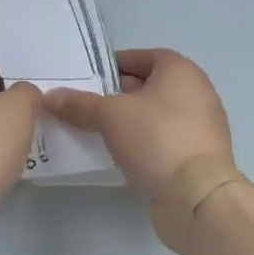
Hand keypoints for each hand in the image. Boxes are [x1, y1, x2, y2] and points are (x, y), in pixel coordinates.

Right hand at [44, 49, 231, 199]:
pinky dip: (146, 142)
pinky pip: (166, 139)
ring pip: (158, 114)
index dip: (114, 64)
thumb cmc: (156, 138)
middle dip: (119, 94)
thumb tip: (49, 97)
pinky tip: (123, 154)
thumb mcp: (109, 116)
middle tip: (89, 105)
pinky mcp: (202, 156)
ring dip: (132, 120)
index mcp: (180, 71)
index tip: (90, 79)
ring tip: (100, 131)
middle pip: (150, 85)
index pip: (142, 57)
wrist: (198, 197)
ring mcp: (204, 125)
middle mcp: (198, 91)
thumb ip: (79, 104)